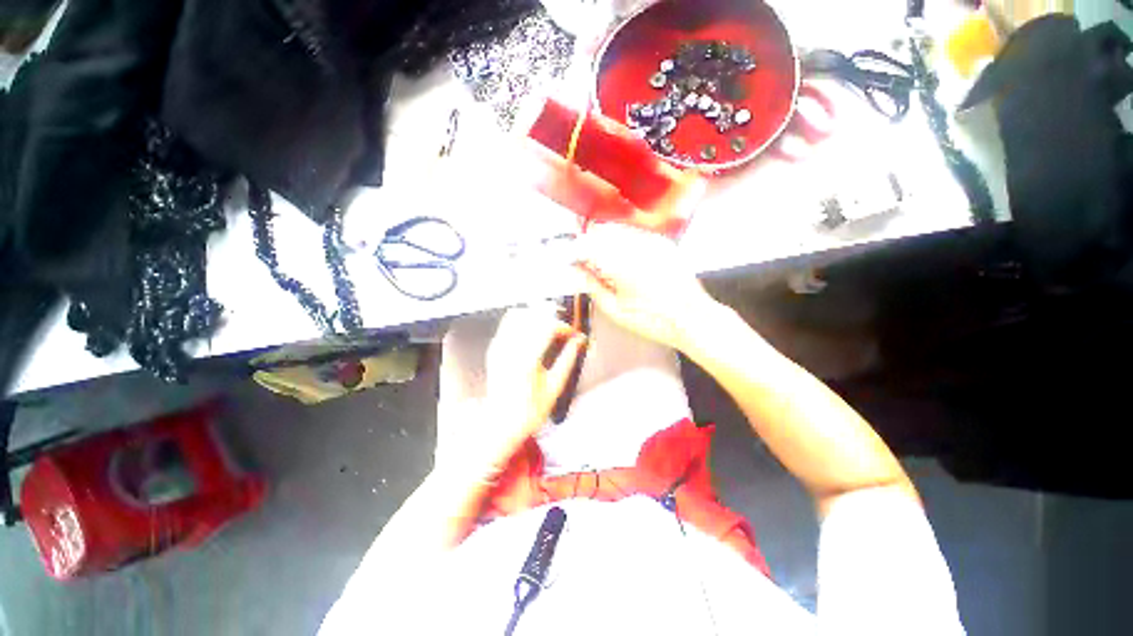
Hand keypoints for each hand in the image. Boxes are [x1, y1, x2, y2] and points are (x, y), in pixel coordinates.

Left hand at [468, 307, 586, 477]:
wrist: (500, 424)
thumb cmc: (530, 411)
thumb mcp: (555, 387)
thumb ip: (568, 359)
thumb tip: (579, 340)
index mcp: (527, 361)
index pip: (547, 327)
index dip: (563, 326)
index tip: (572, 333)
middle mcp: (510, 350)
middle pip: (532, 316)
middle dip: (551, 315)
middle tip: (563, 326)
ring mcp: (499, 348)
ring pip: (518, 315)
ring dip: (536, 315)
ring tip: (549, 326)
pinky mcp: (494, 349)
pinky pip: (507, 323)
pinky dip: (522, 320)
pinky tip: (533, 329)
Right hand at [575, 223, 717, 350]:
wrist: (693, 318)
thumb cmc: (652, 320)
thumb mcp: (615, 309)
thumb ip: (592, 285)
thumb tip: (575, 270)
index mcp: (621, 263)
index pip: (586, 245)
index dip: (574, 252)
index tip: (570, 262)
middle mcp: (637, 244)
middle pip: (601, 231)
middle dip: (589, 245)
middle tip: (587, 265)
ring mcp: (653, 240)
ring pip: (618, 229)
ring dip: (606, 242)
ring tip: (607, 265)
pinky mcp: (664, 242)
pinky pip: (635, 233)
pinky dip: (624, 242)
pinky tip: (626, 261)